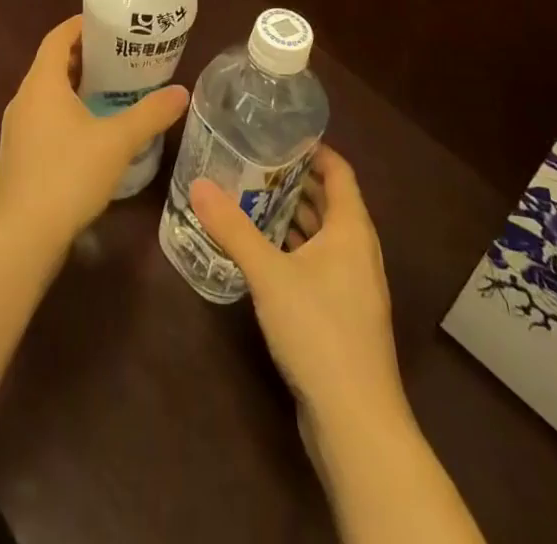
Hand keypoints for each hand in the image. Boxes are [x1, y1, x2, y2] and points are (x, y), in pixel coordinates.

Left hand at [0, 15, 188, 253]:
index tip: (110, 23)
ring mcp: (18, 128)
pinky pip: (44, 117)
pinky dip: (67, 110)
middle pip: (53, 63)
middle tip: (121, 56)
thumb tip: (181, 92)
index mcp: (42, 83)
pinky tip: (93, 131)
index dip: (81, 25)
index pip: (58, 37)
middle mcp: (24, 98)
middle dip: (85, 56)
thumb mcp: (117, 142)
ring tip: (113, 90)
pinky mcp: (19, 154)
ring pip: (48, 92)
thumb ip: (150, 114)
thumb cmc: (68, 175)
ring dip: (76, 85)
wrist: (21, 237)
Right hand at [191, 147, 406, 436]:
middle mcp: (358, 251)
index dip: (315, 150)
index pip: (340, 172)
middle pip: (331, 202)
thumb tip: (198, 184)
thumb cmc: (319, 331)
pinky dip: (295, 249)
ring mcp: (353, 286)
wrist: (356, 422)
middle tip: (254, 162)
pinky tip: (263, 252)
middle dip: (296, 181)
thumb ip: (232, 228)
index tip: (280, 135)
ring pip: (324, 236)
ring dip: (294, 217)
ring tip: (251, 198)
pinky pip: (319, 264)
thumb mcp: (268, 273)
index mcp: (352, 230)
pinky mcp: (343, 315)